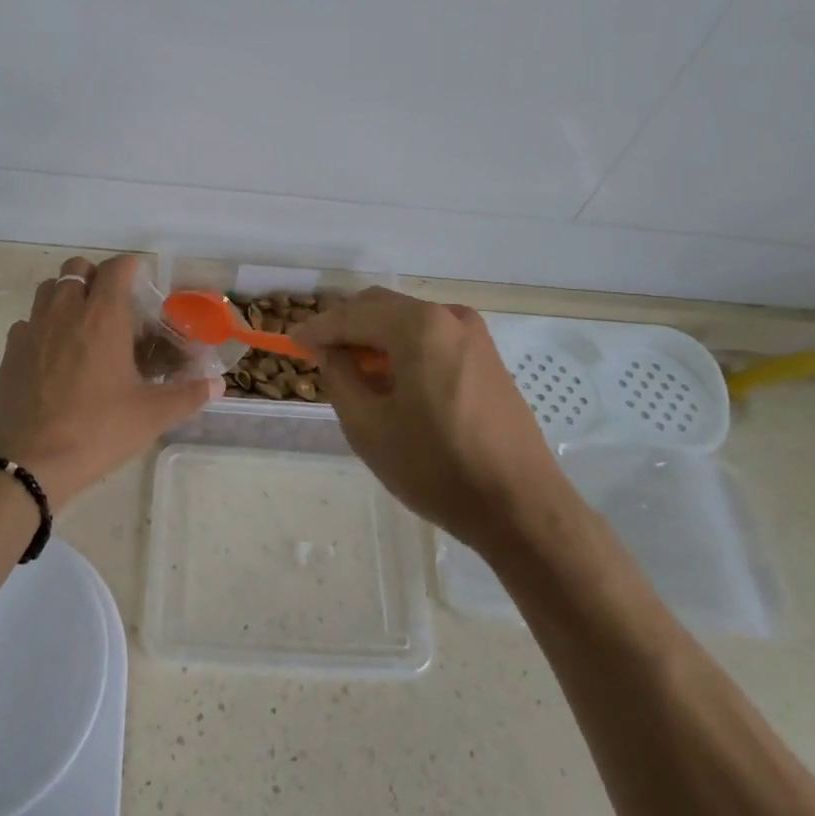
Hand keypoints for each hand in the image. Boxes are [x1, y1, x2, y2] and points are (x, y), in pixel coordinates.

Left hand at [0, 255, 218, 509]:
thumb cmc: (99, 431)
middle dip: (96, 277)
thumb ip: (189, 394)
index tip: (142, 284)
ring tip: (82, 325)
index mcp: (103, 317)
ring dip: (67, 295)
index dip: (131, 268)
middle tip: (112, 306)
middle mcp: (66, 311)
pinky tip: (53, 355)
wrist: (31, 463)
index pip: (117, 267)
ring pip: (49, 289)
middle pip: (77, 267)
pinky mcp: (10, 352)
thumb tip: (218, 384)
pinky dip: (42, 326)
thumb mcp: (153, 415)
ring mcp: (33, 329)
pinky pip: (27, 322)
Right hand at [291, 288, 561, 546]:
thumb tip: (329, 351)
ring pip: (407, 321)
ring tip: (353, 373)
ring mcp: (474, 335)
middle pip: (381, 307)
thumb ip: (339, 376)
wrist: (523, 508)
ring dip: (375, 338)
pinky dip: (403, 349)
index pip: (352, 316)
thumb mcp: (369, 427)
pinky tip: (392, 381)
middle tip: (318, 356)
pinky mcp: (488, 357)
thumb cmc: (438, 468)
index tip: (291, 342)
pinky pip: (432, 338)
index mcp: (419, 326)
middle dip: (346, 327)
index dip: (317, 328)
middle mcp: (448, 316)